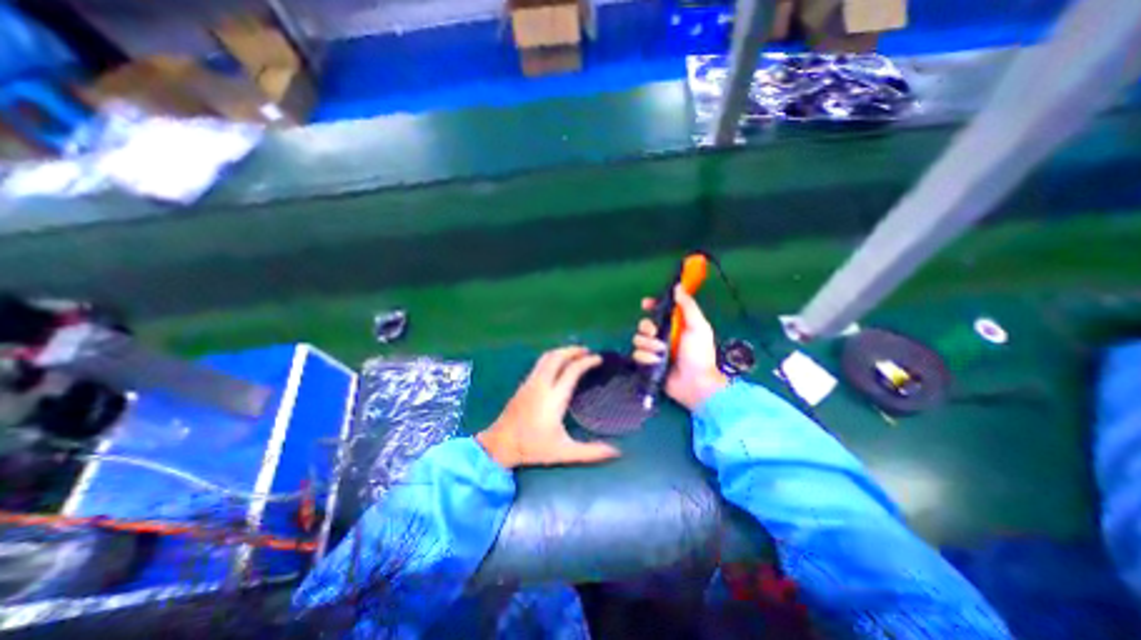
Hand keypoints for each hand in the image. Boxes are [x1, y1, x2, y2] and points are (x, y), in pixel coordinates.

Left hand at [475, 346, 621, 469]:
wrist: (500, 445)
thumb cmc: (533, 447)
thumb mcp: (564, 452)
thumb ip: (591, 452)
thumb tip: (616, 451)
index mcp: (554, 398)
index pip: (572, 370)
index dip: (587, 362)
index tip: (598, 359)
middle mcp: (542, 385)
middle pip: (558, 357)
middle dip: (574, 350)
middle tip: (587, 352)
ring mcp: (530, 382)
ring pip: (547, 357)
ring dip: (562, 352)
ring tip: (575, 354)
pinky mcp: (523, 384)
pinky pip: (540, 363)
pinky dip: (553, 358)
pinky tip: (558, 365)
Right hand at [628, 285, 725, 408]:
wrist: (696, 384)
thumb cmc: (700, 354)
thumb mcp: (698, 326)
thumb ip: (688, 306)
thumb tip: (677, 286)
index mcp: (675, 325)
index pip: (658, 311)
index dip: (651, 305)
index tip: (645, 304)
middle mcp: (662, 336)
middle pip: (643, 324)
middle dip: (646, 327)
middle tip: (655, 333)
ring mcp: (654, 350)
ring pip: (638, 339)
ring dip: (648, 345)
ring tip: (661, 352)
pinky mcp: (648, 364)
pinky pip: (637, 355)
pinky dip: (646, 358)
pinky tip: (656, 362)